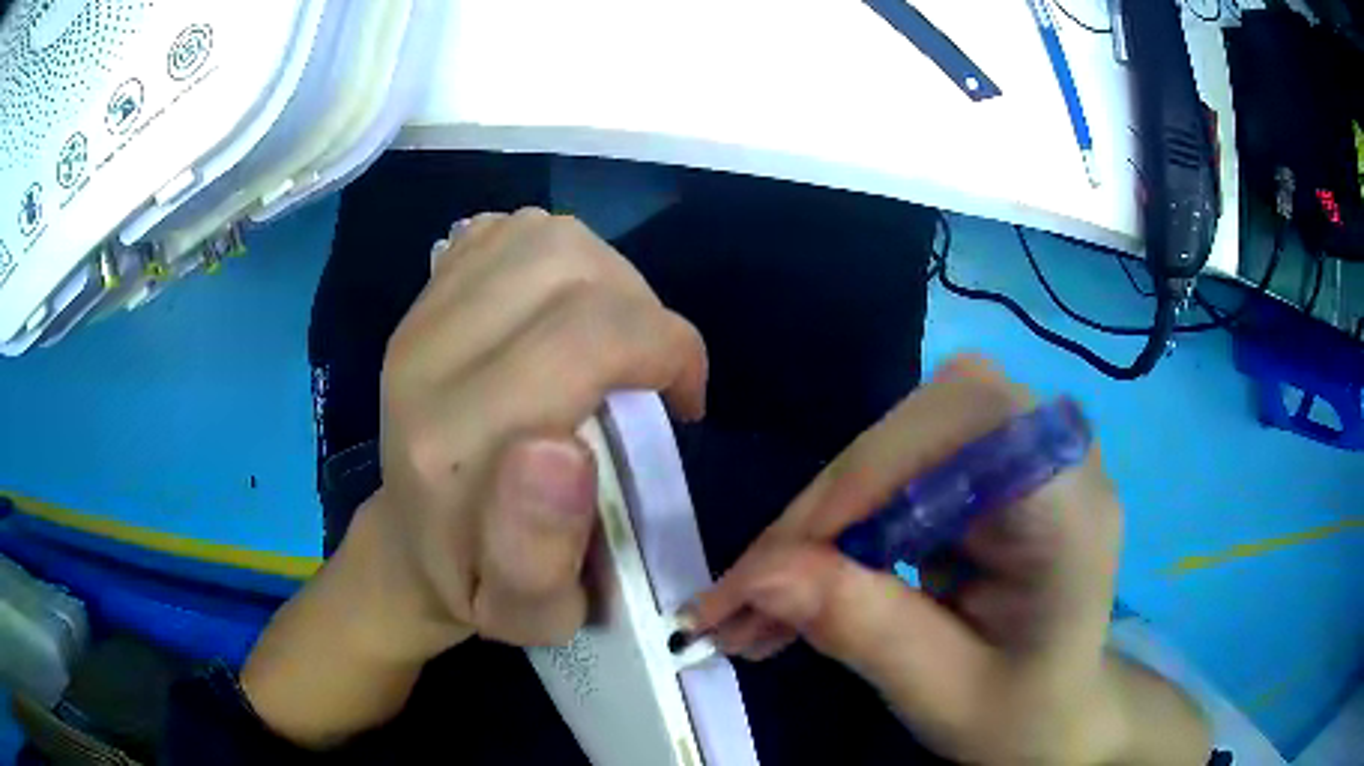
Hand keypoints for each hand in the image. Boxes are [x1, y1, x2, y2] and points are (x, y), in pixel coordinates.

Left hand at [357, 209, 707, 662]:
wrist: (408, 543)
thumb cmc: (481, 586)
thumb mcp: (530, 613)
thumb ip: (541, 550)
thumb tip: (564, 450)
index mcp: (451, 447)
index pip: (583, 338)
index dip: (665, 350)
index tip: (681, 403)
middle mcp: (424, 361)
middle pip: (567, 266)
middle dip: (644, 309)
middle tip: (653, 370)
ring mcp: (418, 317)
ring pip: (544, 236)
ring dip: (607, 278)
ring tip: (615, 339)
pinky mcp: (421, 297)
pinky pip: (509, 231)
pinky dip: (559, 259)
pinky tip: (562, 313)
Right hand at [692, 357, 1205, 764]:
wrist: (1060, 708)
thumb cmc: (1021, 711)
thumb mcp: (945, 693)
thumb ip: (865, 630)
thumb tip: (762, 575)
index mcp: (1070, 505)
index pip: (964, 428)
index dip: (864, 479)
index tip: (773, 569)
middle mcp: (1053, 454)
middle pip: (919, 426)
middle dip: (828, 509)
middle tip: (752, 594)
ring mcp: (1021, 451)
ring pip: (898, 442)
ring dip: (825, 519)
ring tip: (766, 600)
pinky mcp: (988, 467)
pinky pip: (900, 467)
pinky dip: (845, 522)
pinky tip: (813, 579)